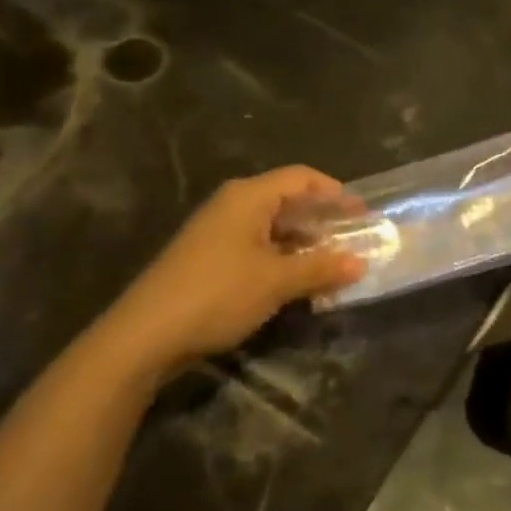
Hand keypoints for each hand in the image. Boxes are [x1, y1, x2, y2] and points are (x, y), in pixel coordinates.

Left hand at [110, 167, 367, 370]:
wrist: (147, 333)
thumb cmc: (217, 293)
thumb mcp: (276, 281)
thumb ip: (320, 267)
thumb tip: (360, 262)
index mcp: (248, 197)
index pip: (302, 178)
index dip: (335, 193)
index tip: (363, 215)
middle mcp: (233, 205)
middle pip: (288, 201)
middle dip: (323, 222)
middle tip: (354, 244)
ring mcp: (219, 232)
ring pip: (273, 228)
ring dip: (304, 246)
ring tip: (334, 267)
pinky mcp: (210, 259)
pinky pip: (257, 249)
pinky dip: (282, 260)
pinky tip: (299, 284)